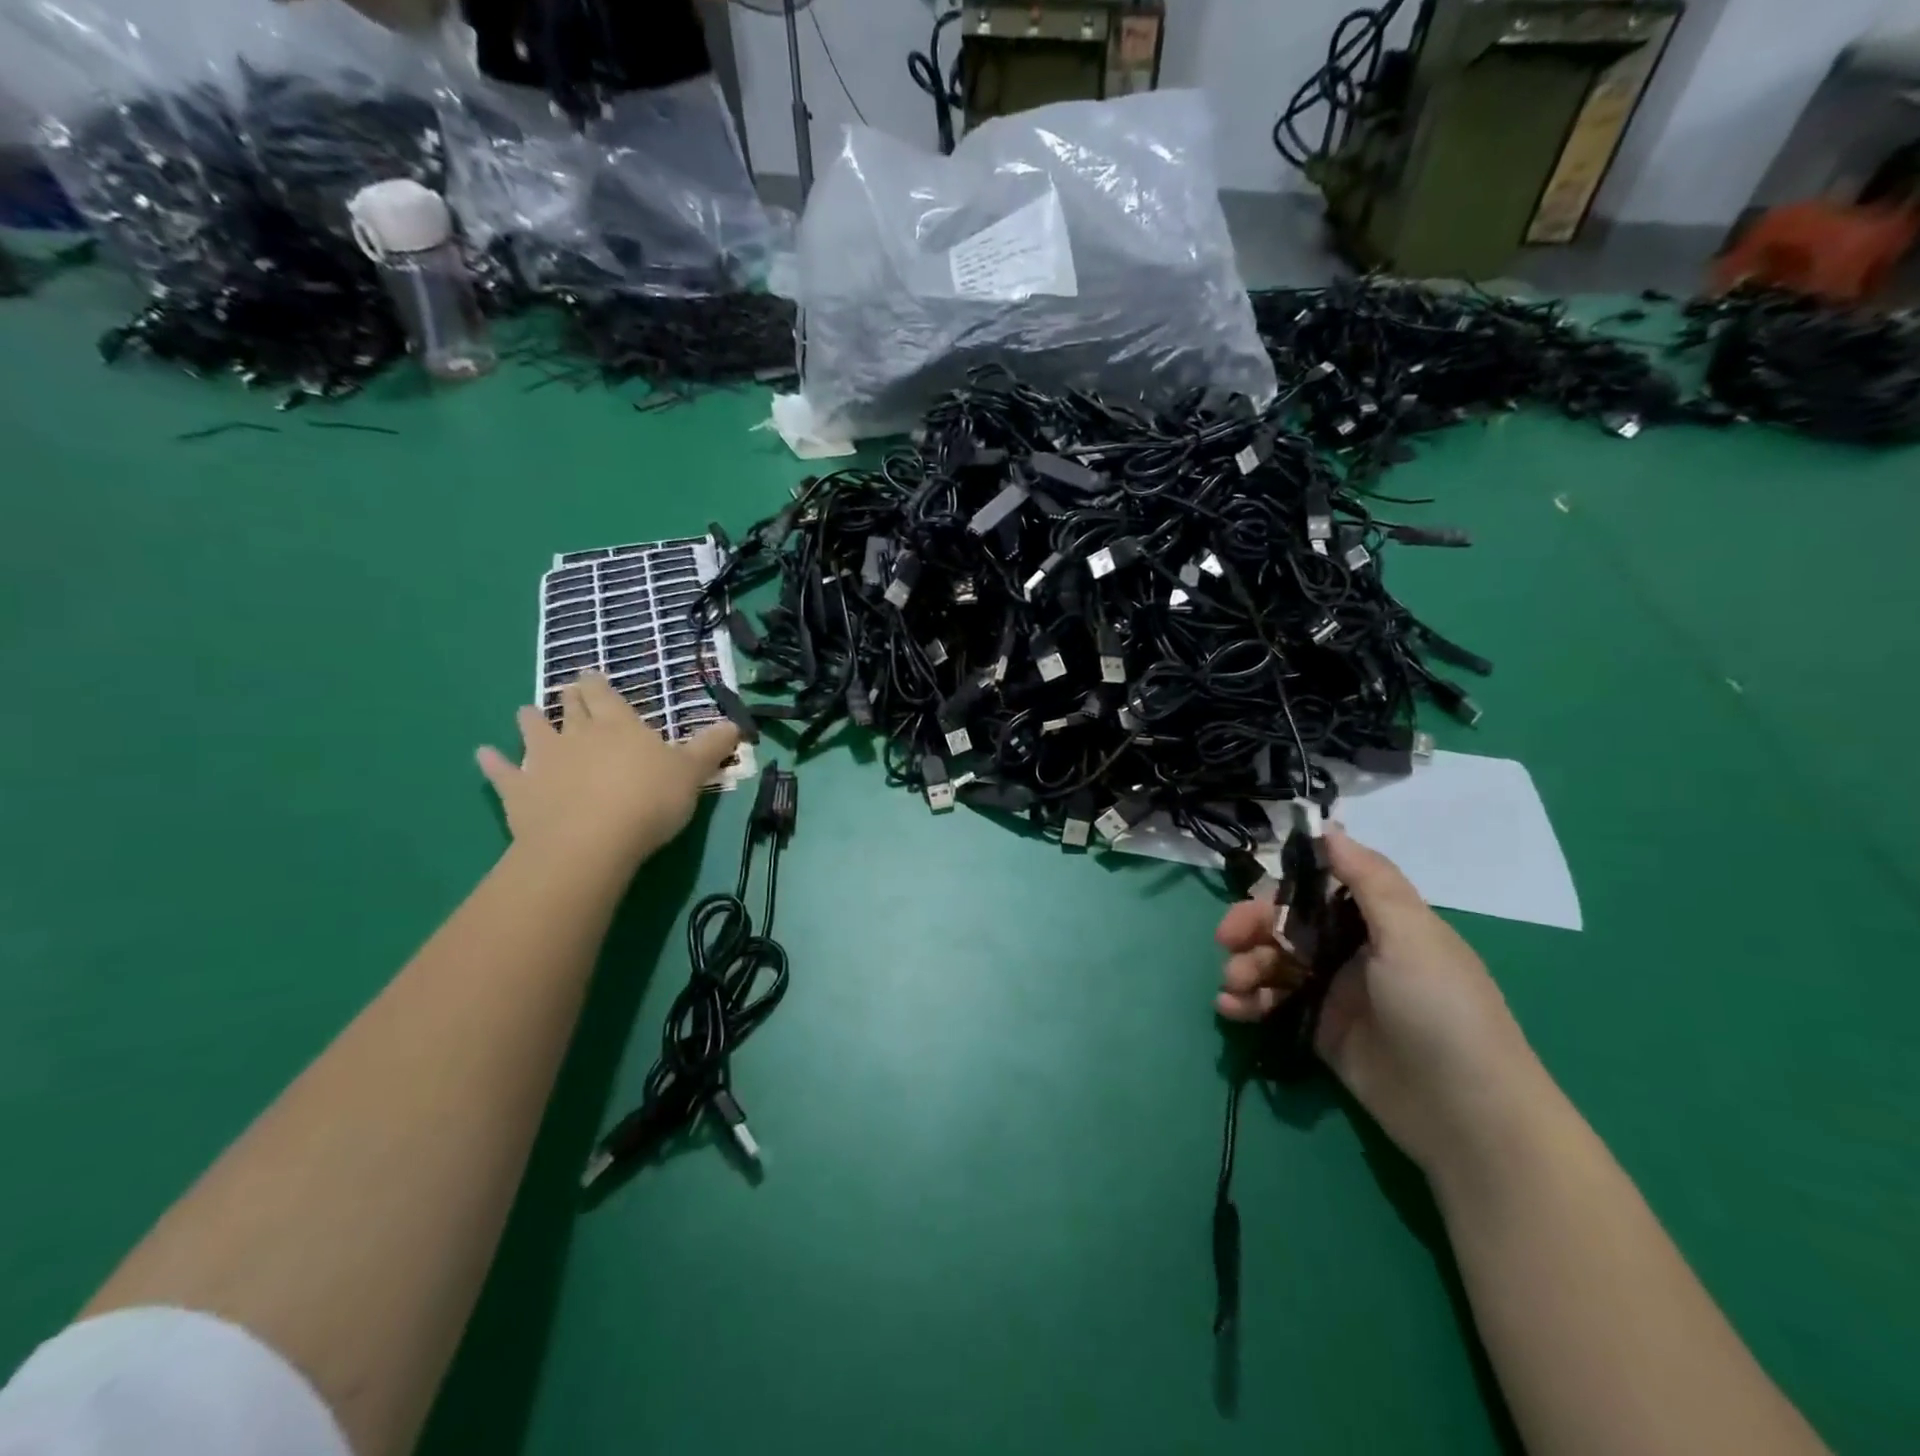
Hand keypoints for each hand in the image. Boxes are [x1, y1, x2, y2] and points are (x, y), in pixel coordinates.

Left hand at [476, 673, 740, 873]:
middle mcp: (578, 734)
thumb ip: (711, 747)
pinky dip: (492, 763)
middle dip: (570, 696)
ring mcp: (544, 761)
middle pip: (571, 707)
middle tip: (566, 689)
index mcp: (619, 725)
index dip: (599, 683)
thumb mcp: (692, 773)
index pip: (606, 694)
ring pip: (534, 731)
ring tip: (526, 712)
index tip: (591, 674)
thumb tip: (737, 723)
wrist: (591, 842)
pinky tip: (482, 755)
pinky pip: (502, 773)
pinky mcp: (519, 791)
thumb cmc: (648, 800)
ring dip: (530, 721)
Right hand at [1215, 826, 1548, 1176]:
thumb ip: (1369, 879)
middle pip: (1286, 926)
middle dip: (1250, 929)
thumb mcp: (1412, 935)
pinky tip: (1230, 1009)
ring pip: (1274, 965)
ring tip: (1231, 988)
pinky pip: (1274, 1005)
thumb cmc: (1441, 1010)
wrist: (1469, 1117)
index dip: (1278, 891)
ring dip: (1243, 967)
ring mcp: (1334, 994)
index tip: (1250, 901)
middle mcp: (1353, 951)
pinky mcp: (1321, 1033)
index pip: (1314, 890)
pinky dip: (1248, 1003)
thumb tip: (1330, 828)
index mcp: (1377, 922)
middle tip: (1226, 942)